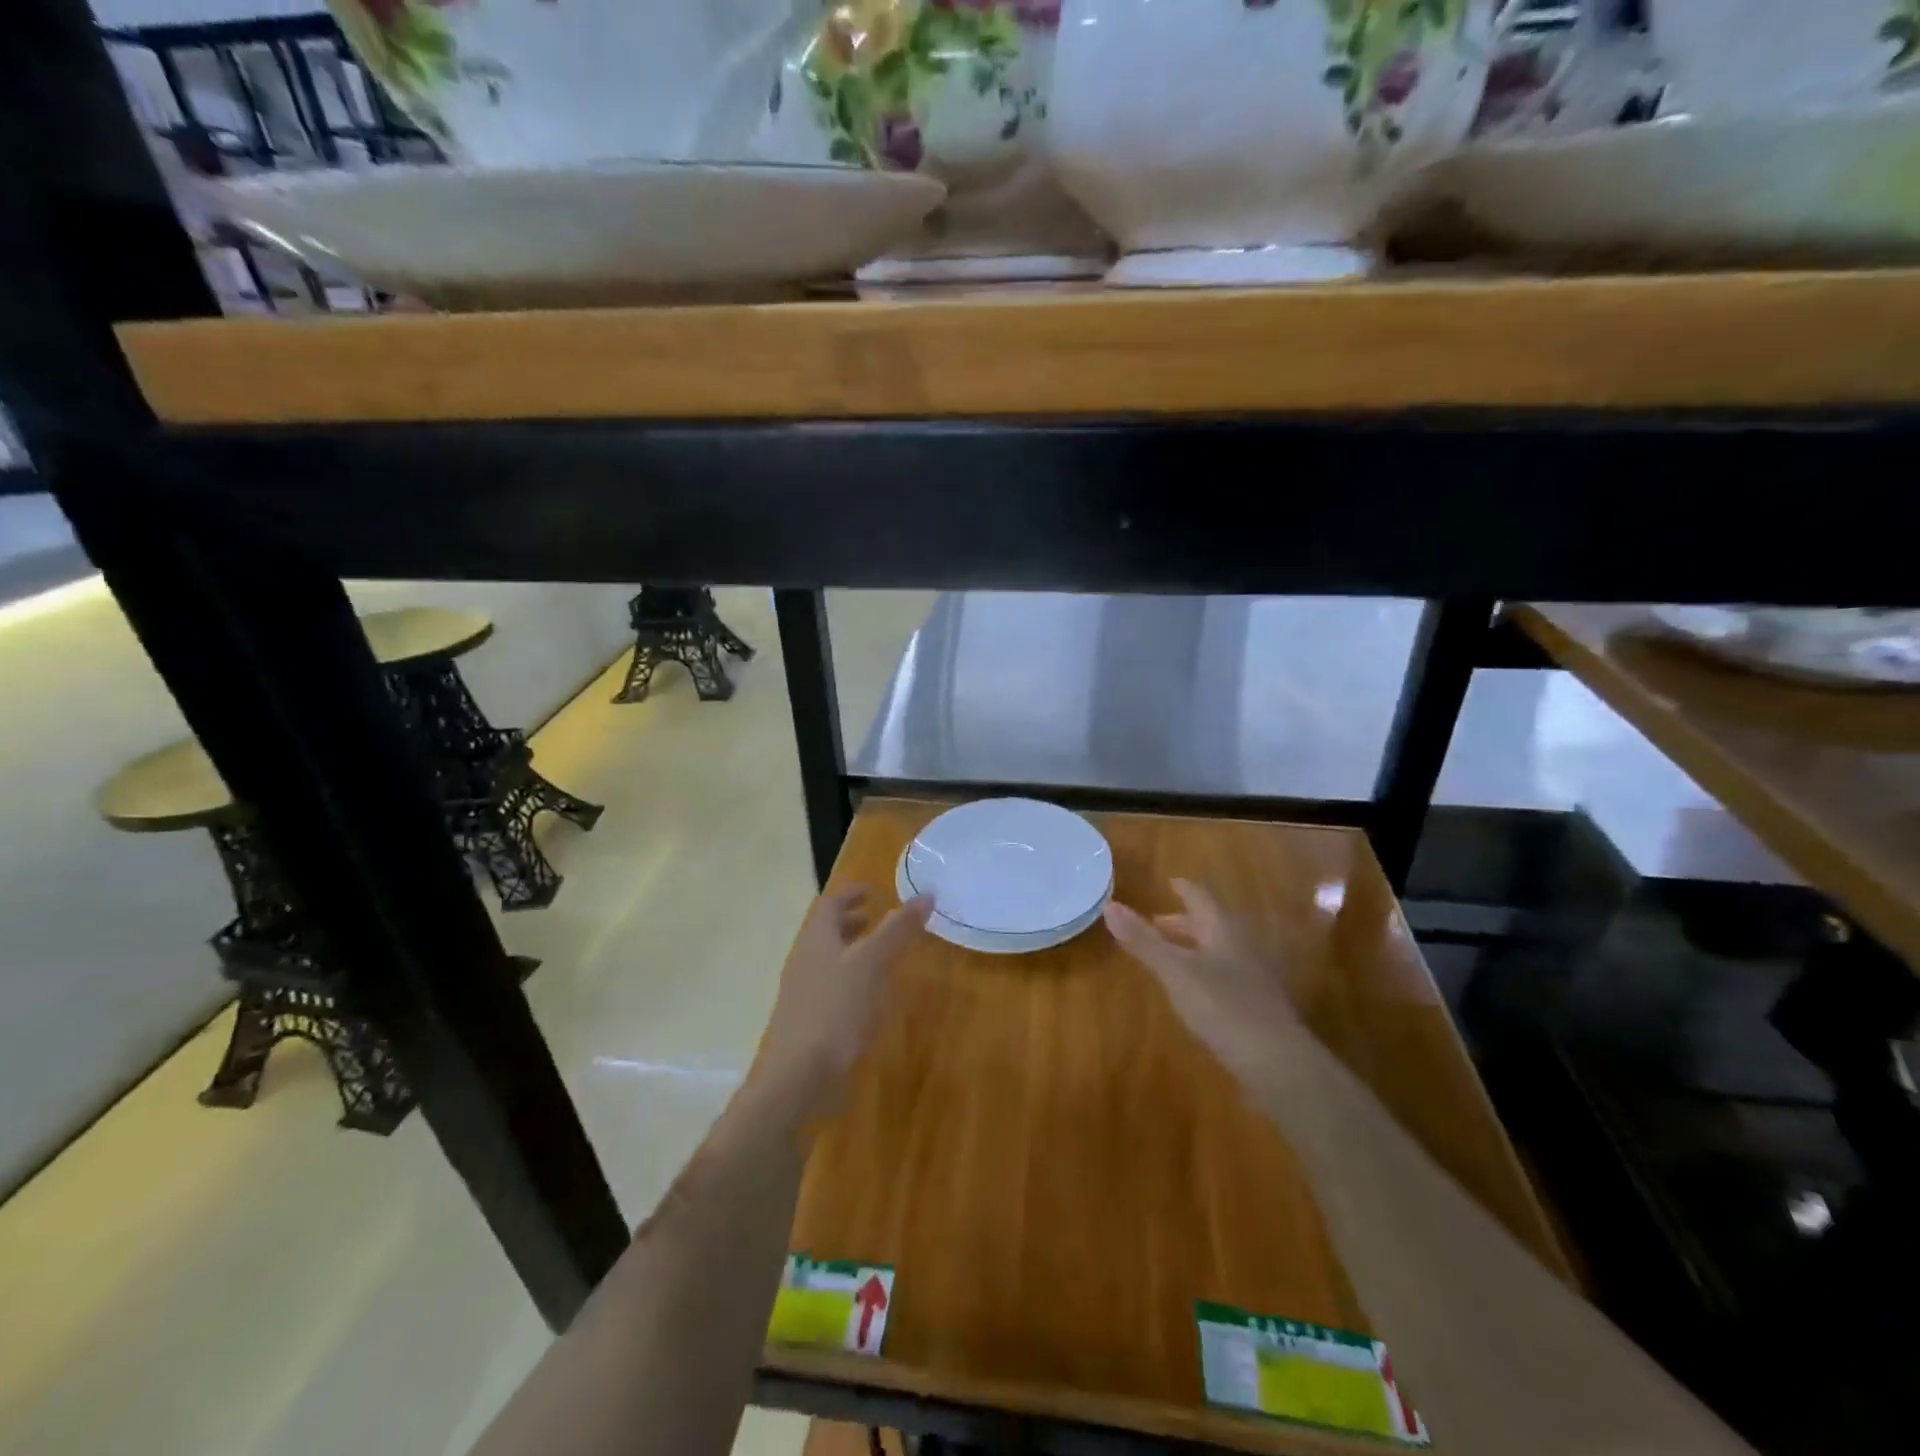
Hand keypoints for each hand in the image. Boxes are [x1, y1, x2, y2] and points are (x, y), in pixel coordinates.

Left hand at [757, 886, 932, 1105]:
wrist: (798, 1076)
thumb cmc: (835, 1010)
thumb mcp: (871, 964)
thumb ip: (897, 930)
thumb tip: (926, 894)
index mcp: (816, 940)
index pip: (829, 904)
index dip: (850, 893)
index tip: (872, 890)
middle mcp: (806, 960)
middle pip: (826, 931)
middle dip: (851, 921)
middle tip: (877, 917)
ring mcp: (804, 993)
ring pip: (829, 960)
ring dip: (852, 951)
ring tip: (880, 955)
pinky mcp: (809, 1022)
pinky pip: (831, 988)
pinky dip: (851, 980)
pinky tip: (870, 997)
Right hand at [1103, 879, 1316, 1092]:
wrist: (1278, 1064)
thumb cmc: (1223, 1007)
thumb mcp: (1175, 972)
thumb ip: (1143, 941)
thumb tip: (1110, 905)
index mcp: (1224, 930)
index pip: (1202, 898)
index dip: (1185, 889)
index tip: (1170, 882)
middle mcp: (1244, 947)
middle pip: (1212, 925)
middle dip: (1184, 923)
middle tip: (1157, 925)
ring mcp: (1256, 977)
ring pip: (1221, 951)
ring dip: (1195, 948)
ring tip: (1172, 957)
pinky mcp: (1259, 1006)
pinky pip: (1228, 976)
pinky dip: (1207, 972)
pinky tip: (1196, 992)